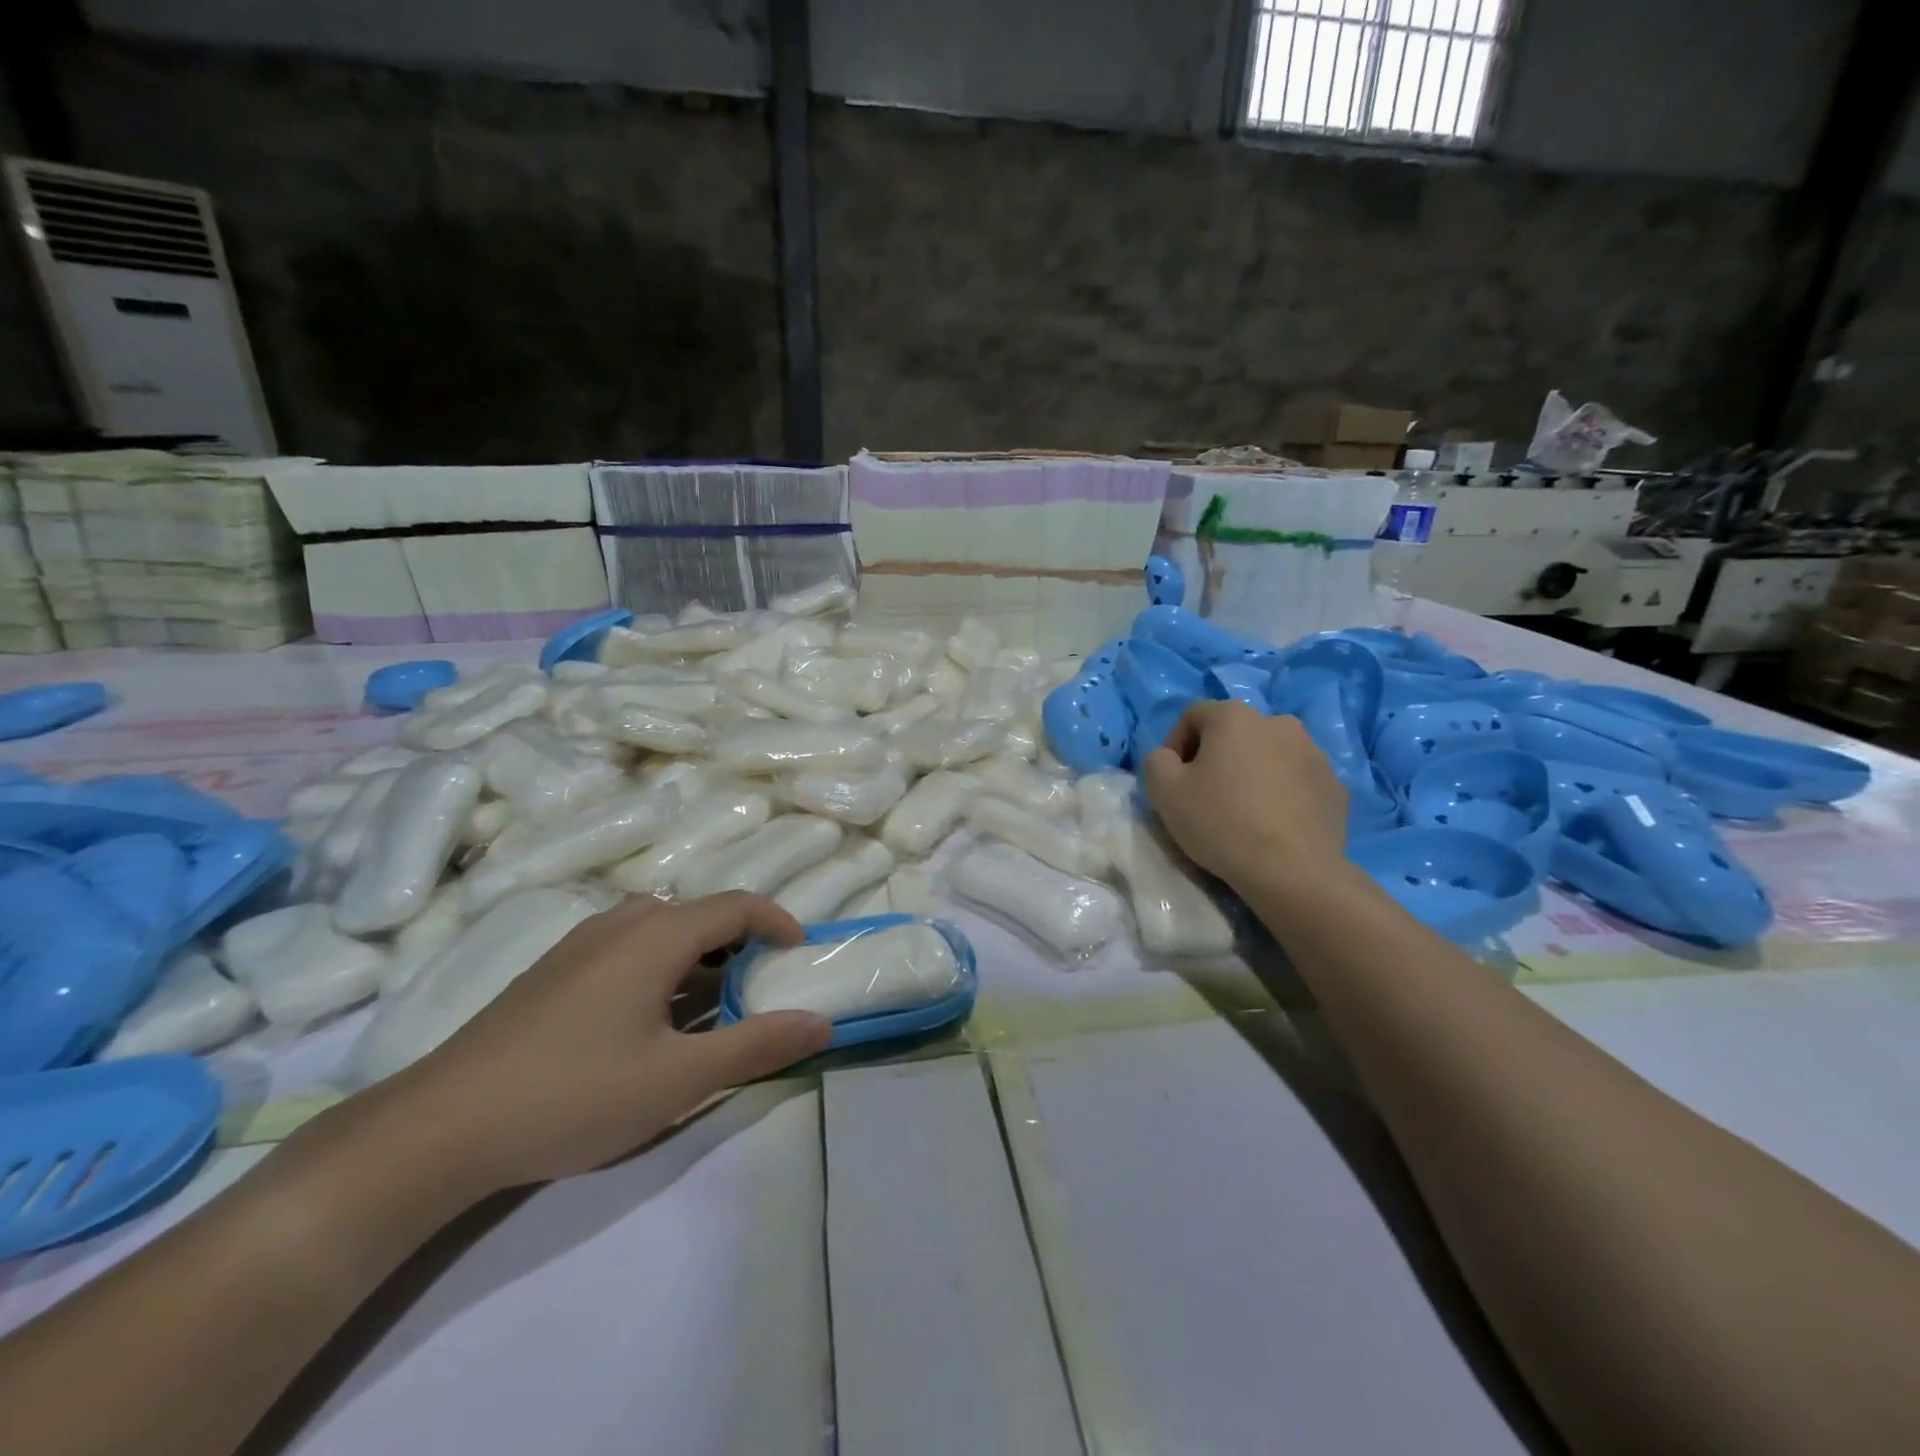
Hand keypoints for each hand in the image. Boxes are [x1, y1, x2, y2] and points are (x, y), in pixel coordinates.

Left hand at [389, 893, 831, 1193]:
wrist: (438, 1128)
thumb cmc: (574, 1094)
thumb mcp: (679, 1079)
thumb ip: (756, 1046)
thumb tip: (823, 1023)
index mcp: (656, 935)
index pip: (737, 904)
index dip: (778, 921)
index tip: (801, 953)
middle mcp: (620, 923)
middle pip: (699, 912)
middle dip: (740, 940)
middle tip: (761, 984)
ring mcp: (579, 944)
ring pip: (660, 928)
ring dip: (699, 953)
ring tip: (711, 1003)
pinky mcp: (552, 970)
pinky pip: (627, 945)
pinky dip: (661, 964)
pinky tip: (648, 1018)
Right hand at [1142, 700, 1346, 891]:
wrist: (1292, 870)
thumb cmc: (1220, 822)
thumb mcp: (1163, 791)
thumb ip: (1157, 761)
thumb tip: (1169, 757)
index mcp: (1235, 716)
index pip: (1193, 716)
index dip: (1176, 745)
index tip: (1174, 780)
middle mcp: (1278, 722)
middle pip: (1235, 734)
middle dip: (1217, 758)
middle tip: (1206, 796)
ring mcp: (1314, 753)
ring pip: (1269, 756)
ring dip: (1252, 773)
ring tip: (1243, 812)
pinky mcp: (1336, 786)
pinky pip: (1297, 781)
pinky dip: (1282, 794)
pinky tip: (1273, 825)